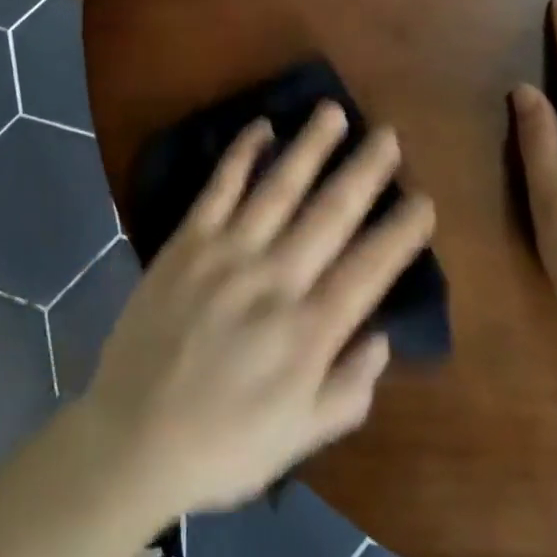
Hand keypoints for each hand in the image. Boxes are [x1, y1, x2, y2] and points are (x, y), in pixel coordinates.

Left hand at [80, 104, 435, 517]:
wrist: (132, 435)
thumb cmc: (223, 444)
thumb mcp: (299, 440)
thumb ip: (348, 390)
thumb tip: (382, 336)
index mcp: (308, 333)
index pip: (368, 269)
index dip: (400, 233)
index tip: (424, 200)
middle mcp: (275, 281)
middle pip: (330, 215)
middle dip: (365, 172)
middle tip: (390, 136)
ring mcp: (228, 254)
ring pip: (279, 188)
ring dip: (310, 147)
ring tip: (333, 112)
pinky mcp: (188, 241)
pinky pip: (220, 187)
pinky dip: (241, 154)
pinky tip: (262, 126)